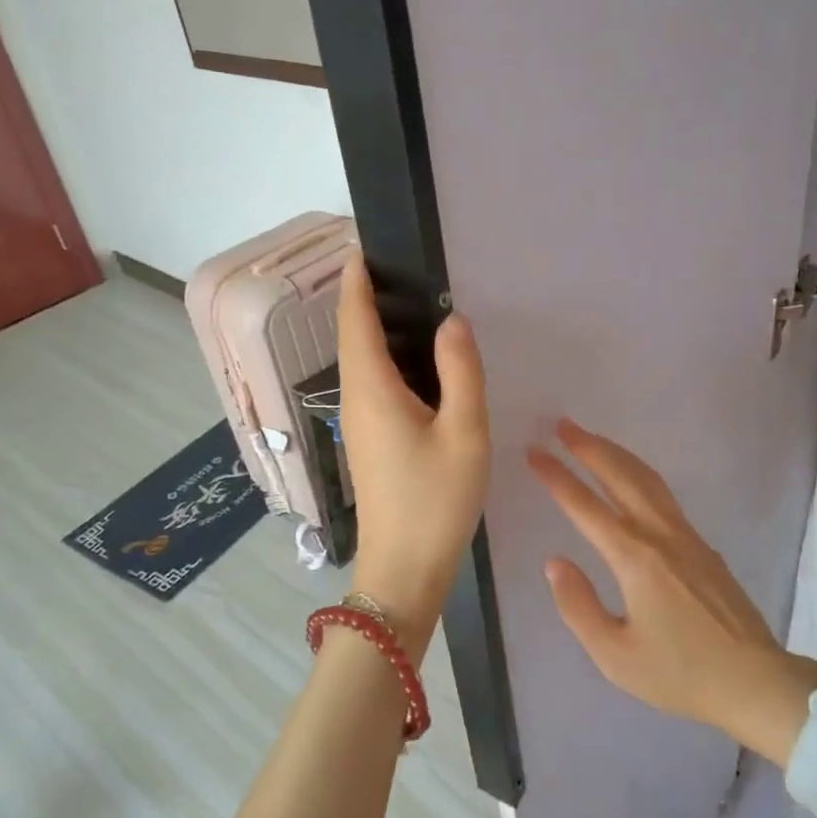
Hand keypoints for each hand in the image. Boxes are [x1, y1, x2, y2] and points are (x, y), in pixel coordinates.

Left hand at [337, 253, 489, 660]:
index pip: (355, 321)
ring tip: (409, 302)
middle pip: (352, 338)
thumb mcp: (464, 432)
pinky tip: (416, 361)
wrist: (404, 569)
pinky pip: (371, 383)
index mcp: (373, 389)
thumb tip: (453, 321)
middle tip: (398, 267)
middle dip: (364, 299)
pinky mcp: (368, 441)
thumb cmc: (435, 500)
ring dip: (374, 327)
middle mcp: (356, 400)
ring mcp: (358, 423)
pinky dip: (385, 357)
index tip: (362, 248)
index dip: (356, 283)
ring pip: (360, 362)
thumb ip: (461, 372)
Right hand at [527, 420, 816, 762]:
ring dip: (615, 453)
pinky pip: (663, 493)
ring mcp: (685, 535)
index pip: (585, 506)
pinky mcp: (702, 543)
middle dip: (588, 447)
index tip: (534, 452)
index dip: (556, 477)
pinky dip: (637, 472)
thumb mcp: (615, 655)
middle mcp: (659, 534)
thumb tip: (554, 562)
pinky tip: (631, 477)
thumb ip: (578, 606)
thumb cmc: (680, 673)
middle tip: (562, 425)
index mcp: (634, 558)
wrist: (754, 680)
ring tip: (591, 439)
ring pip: (646, 478)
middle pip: (620, 476)